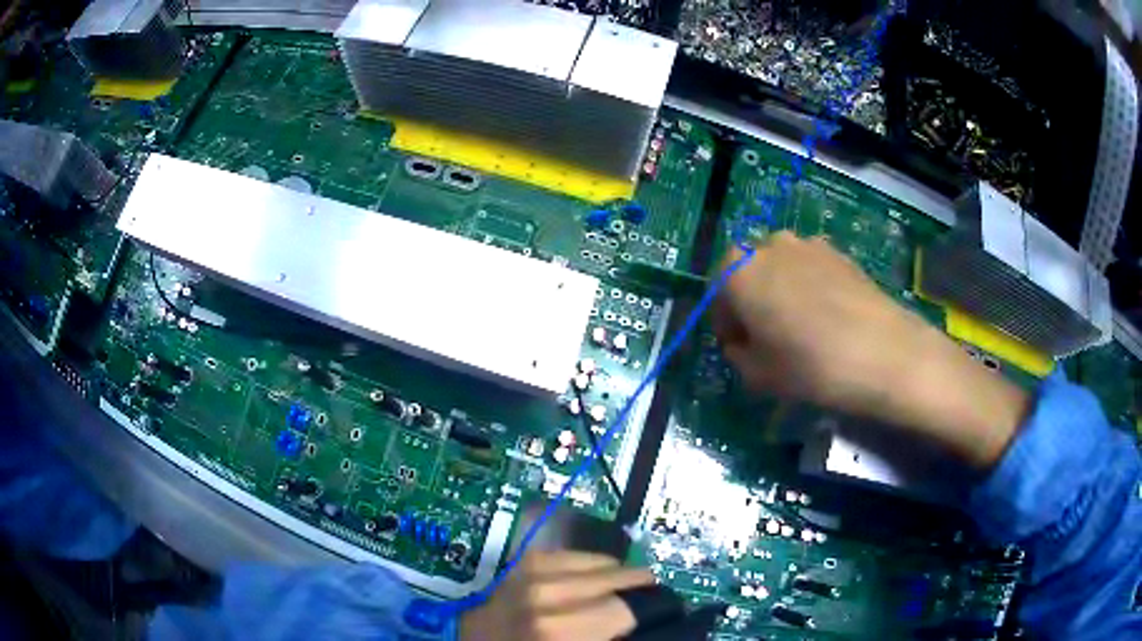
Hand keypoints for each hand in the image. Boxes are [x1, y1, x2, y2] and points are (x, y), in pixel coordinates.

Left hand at [460, 551, 654, 640]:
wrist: (473, 639)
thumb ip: (607, 635)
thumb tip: (645, 622)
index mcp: (558, 629)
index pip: (626, 609)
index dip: (649, 610)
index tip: (662, 611)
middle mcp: (548, 595)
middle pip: (618, 579)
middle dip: (639, 587)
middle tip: (651, 597)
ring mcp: (535, 571)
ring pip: (602, 562)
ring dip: (620, 574)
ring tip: (629, 585)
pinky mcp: (528, 559)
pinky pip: (579, 554)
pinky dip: (596, 564)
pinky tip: (600, 576)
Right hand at [714, 232, 1027, 468]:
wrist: (884, 354)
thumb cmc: (812, 367)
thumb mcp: (759, 376)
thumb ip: (738, 356)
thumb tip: (743, 344)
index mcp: (738, 271)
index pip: (716, 291)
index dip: (725, 322)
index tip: (740, 348)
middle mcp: (769, 246)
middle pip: (749, 272)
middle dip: (752, 302)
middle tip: (768, 337)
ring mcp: (808, 244)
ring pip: (781, 268)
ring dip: (781, 292)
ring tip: (802, 327)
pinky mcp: (840, 252)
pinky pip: (811, 268)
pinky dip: (810, 287)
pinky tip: (829, 318)